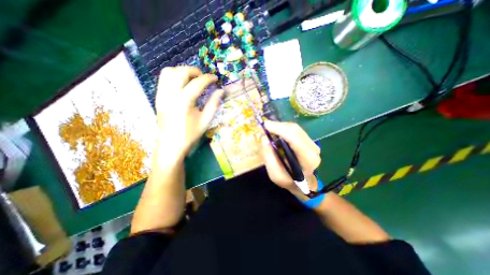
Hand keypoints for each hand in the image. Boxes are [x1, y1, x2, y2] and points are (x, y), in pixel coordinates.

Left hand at [155, 66, 223, 158]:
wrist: (171, 145)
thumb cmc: (190, 134)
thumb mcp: (205, 120)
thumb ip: (213, 104)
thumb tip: (220, 91)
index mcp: (184, 102)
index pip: (197, 83)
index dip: (208, 78)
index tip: (215, 78)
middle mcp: (170, 95)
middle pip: (181, 72)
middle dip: (194, 71)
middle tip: (204, 78)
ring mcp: (161, 95)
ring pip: (169, 72)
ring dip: (182, 71)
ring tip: (192, 79)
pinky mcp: (158, 97)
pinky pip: (163, 79)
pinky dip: (174, 76)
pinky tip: (182, 84)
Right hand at [261, 122, 322, 194]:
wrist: (304, 184)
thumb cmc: (289, 181)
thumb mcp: (275, 175)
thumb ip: (268, 157)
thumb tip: (264, 139)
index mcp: (307, 159)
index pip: (294, 139)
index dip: (279, 129)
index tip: (265, 125)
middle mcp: (313, 149)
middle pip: (295, 130)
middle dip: (278, 126)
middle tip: (265, 126)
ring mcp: (313, 144)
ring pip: (295, 128)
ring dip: (281, 126)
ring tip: (269, 129)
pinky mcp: (309, 141)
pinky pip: (296, 130)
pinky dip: (284, 128)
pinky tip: (277, 132)